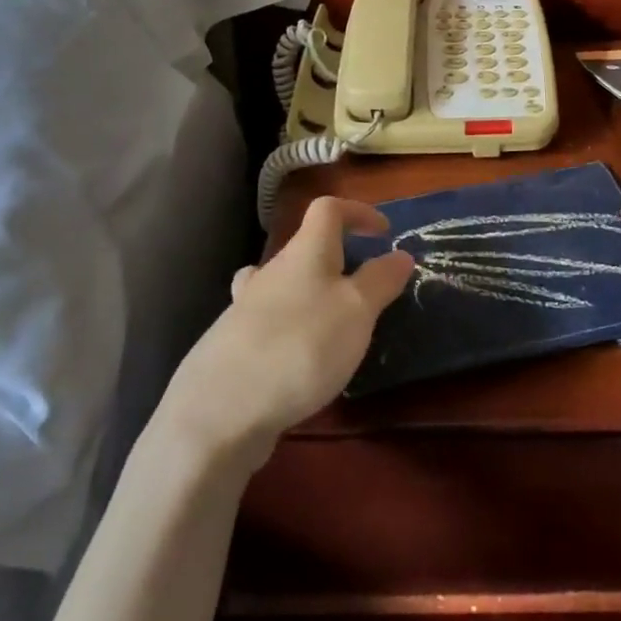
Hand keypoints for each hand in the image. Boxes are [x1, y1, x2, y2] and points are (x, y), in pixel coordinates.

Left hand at [160, 197, 413, 463]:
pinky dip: (289, 329)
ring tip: (330, 322)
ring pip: (280, 284)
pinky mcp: (232, 346)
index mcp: (304, 254)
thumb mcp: (357, 311)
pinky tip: (298, 360)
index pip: (328, 209)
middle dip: (336, 260)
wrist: (219, 410)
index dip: (358, 212)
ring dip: (307, 293)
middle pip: (304, 248)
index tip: (384, 233)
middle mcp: (271, 272)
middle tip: (365, 290)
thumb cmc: (301, 346)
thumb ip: (380, 280)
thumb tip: (400, 254)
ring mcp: (245, 309)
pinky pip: (267, 322)